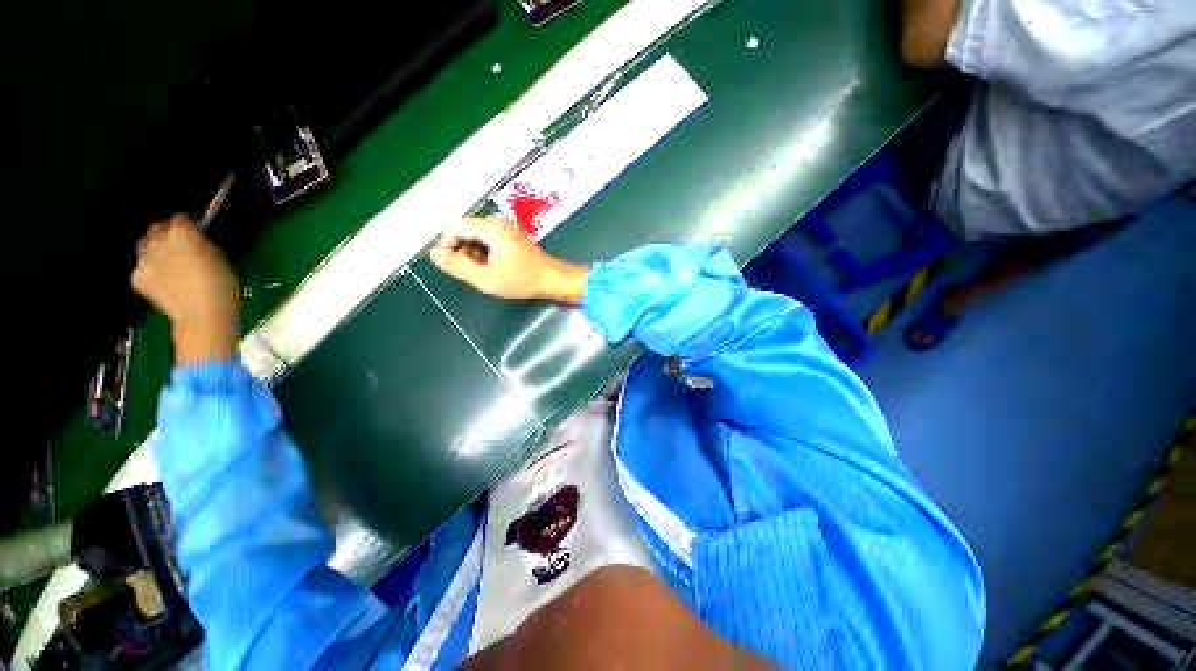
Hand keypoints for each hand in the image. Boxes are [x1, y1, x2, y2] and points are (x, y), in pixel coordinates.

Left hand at [131, 214, 239, 364]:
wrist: (204, 316)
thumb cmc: (222, 287)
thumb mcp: (220, 259)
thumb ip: (202, 244)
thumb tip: (194, 239)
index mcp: (183, 233)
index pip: (181, 218)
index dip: (189, 227)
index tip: (195, 234)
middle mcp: (159, 241)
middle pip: (157, 229)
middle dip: (166, 235)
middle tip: (180, 249)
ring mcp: (145, 260)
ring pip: (145, 246)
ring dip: (155, 252)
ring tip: (170, 265)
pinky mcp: (138, 278)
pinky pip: (140, 268)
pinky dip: (149, 271)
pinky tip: (163, 281)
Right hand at [430, 216, 587, 303]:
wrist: (552, 279)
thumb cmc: (521, 279)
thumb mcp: (486, 278)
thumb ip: (457, 266)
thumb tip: (434, 254)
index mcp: (491, 226)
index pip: (455, 227)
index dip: (447, 245)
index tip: (450, 266)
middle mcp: (497, 221)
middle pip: (465, 231)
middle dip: (462, 252)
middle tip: (470, 273)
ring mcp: (505, 228)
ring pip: (476, 237)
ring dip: (473, 255)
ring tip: (484, 273)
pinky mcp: (511, 236)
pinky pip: (488, 241)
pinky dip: (484, 255)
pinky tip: (493, 269)